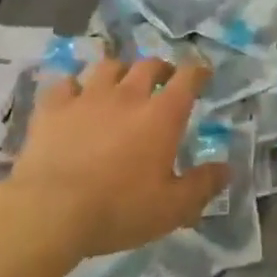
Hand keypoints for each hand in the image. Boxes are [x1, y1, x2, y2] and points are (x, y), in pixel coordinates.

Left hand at [0, 57, 227, 267]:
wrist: (49, 211)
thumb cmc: (118, 209)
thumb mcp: (171, 208)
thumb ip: (202, 185)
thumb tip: (227, 169)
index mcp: (162, 115)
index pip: (188, 78)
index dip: (199, 71)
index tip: (203, 74)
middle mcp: (128, 95)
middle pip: (149, 65)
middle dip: (161, 68)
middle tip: (164, 80)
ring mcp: (88, 97)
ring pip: (109, 66)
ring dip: (120, 71)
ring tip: (121, 83)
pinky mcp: (53, 107)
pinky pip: (66, 83)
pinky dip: (75, 87)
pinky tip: (75, 97)